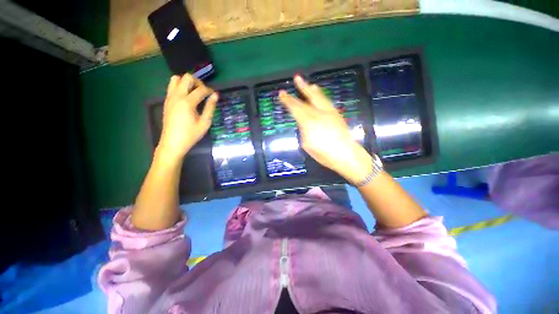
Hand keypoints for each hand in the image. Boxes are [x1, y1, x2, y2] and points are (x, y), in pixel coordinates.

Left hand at [157, 74, 217, 160]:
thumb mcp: (205, 123)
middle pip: (187, 77)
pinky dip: (180, 86)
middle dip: (198, 82)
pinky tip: (187, 97)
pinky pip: (172, 86)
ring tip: (194, 92)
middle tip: (203, 92)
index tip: (214, 95)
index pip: (201, 89)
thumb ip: (210, 107)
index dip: (209, 90)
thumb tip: (216, 95)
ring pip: (176, 78)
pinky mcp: (166, 100)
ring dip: (187, 82)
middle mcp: (177, 96)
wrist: (172, 142)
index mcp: (187, 102)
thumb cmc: (191, 134)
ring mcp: (170, 97)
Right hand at [278, 76, 372, 183]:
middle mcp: (319, 113)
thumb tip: (303, 123)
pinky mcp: (336, 114)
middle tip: (296, 78)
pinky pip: (327, 101)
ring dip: (312, 89)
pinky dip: (321, 95)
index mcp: (309, 122)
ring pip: (319, 97)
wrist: (345, 154)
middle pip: (307, 99)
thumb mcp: (306, 144)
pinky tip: (319, 93)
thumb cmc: (323, 153)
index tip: (281, 93)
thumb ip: (303, 131)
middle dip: (301, 88)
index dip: (287, 100)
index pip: (295, 108)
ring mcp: (329, 112)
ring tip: (308, 83)